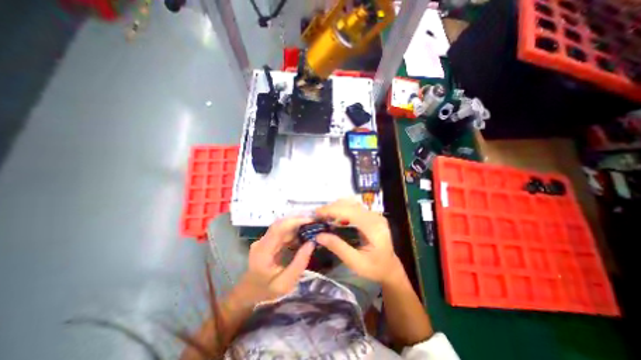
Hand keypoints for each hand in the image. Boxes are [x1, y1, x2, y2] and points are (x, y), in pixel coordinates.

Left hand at [240, 216, 314, 303]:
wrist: (249, 294)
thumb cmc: (267, 292)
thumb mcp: (286, 283)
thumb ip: (299, 263)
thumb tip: (311, 242)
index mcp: (263, 252)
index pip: (278, 228)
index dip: (294, 221)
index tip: (310, 221)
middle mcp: (261, 242)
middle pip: (280, 224)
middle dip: (298, 221)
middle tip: (315, 223)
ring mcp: (263, 240)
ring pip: (282, 226)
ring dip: (297, 226)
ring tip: (312, 228)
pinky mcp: (267, 240)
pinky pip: (282, 232)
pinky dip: (294, 231)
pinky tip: (304, 235)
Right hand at [314, 199, 398, 285]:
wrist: (390, 268)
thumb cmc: (374, 268)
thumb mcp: (355, 263)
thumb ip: (338, 247)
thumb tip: (319, 236)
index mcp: (373, 228)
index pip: (350, 212)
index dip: (332, 210)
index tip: (317, 213)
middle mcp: (375, 217)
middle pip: (350, 205)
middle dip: (332, 208)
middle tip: (318, 215)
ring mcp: (375, 215)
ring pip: (352, 204)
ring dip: (337, 207)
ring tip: (324, 216)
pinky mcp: (372, 215)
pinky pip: (355, 208)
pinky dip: (342, 210)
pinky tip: (335, 217)